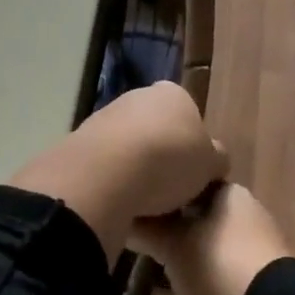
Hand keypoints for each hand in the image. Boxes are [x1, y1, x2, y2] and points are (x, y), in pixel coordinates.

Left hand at [8, 81, 228, 254]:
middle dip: (160, 153)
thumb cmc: (169, 161)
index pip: (188, 113)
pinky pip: (104, 162)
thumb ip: (215, 159)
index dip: (192, 143)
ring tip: (142, 201)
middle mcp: (137, 96)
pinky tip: (116, 199)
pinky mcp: (79, 139)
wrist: (106, 172)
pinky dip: (111, 178)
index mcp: (173, 94)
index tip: (192, 171)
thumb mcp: (209, 165)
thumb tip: (215, 159)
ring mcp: (105, 115)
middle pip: (155, 127)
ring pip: (127, 144)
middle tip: (169, 188)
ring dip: (133, 167)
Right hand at [131, 183, 290, 294]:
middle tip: (127, 247)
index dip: (162, 190)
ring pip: (201, 268)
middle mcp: (241, 226)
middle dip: (163, 240)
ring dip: (171, 283)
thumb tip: (119, 216)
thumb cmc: (218, 263)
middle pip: (195, 227)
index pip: (191, 182)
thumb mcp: (173, 243)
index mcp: (229, 198)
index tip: (132, 203)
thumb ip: (145, 229)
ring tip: (132, 293)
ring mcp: (247, 266)